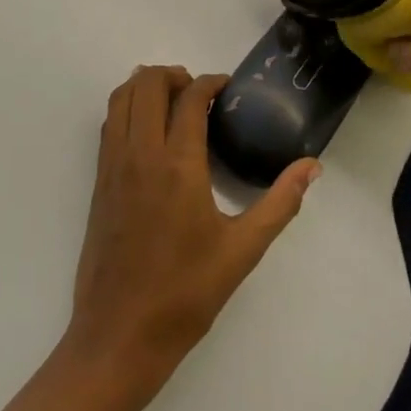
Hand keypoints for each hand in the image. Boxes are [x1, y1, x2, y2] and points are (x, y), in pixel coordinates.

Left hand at [67, 66, 319, 392]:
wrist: (119, 336)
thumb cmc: (186, 293)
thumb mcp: (243, 250)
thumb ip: (280, 202)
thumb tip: (312, 166)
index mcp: (178, 165)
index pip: (189, 98)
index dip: (209, 82)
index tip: (226, 87)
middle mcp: (140, 154)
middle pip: (147, 83)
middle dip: (174, 74)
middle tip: (199, 93)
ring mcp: (113, 166)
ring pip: (120, 98)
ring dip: (145, 85)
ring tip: (173, 102)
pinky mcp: (98, 182)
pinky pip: (109, 124)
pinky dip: (127, 108)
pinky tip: (149, 131)